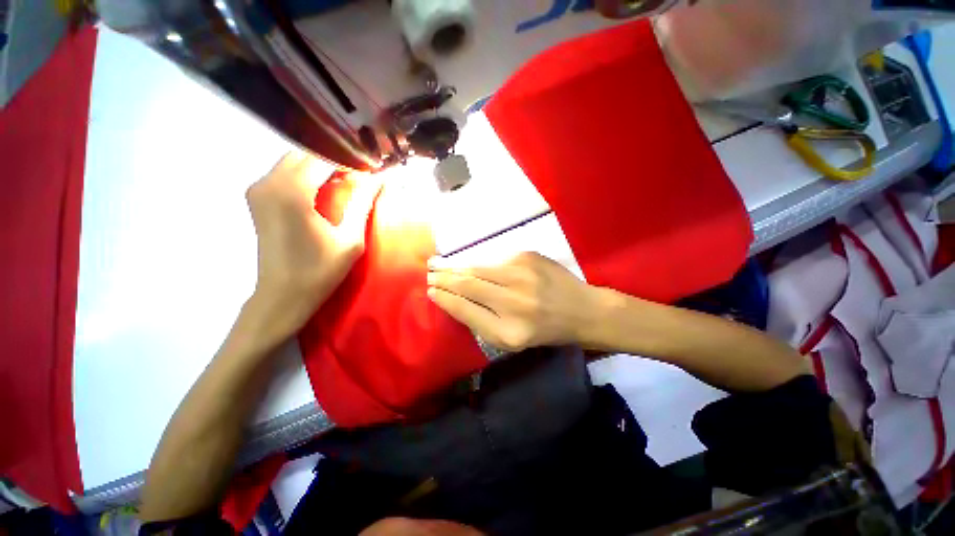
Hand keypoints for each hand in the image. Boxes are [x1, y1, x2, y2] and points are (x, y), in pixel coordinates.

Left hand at [245, 151, 380, 339]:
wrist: (282, 295)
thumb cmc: (320, 270)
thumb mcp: (350, 239)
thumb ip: (362, 203)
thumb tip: (378, 177)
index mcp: (292, 191)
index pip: (324, 157)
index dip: (350, 160)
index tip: (371, 170)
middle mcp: (269, 182)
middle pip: (306, 154)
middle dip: (335, 160)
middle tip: (360, 176)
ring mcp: (258, 188)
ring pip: (294, 161)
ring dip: (321, 167)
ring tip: (346, 183)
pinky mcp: (257, 197)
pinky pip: (285, 173)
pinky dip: (307, 176)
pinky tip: (325, 191)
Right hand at [426, 252, 604, 351]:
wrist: (583, 309)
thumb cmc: (546, 330)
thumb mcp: (512, 338)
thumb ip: (482, 321)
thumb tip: (453, 298)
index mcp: (509, 332)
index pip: (465, 310)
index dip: (445, 299)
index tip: (430, 291)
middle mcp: (514, 303)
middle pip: (468, 285)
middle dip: (444, 278)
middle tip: (429, 272)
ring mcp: (522, 275)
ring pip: (478, 268)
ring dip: (455, 266)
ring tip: (437, 263)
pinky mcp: (527, 256)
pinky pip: (494, 259)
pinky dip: (478, 262)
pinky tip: (466, 262)